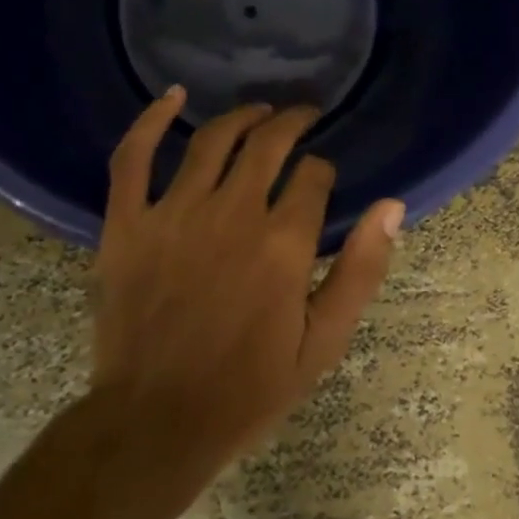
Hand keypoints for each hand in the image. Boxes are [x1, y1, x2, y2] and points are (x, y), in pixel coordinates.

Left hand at [92, 89, 404, 467]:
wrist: (155, 421)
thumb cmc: (247, 389)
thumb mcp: (322, 343)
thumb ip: (361, 271)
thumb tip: (392, 206)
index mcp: (283, 244)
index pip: (313, 177)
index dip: (323, 171)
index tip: (322, 179)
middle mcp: (231, 214)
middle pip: (268, 144)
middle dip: (293, 123)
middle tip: (303, 116)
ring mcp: (172, 213)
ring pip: (212, 139)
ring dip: (242, 116)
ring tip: (259, 113)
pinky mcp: (127, 222)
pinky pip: (133, 156)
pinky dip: (151, 120)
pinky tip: (172, 97)